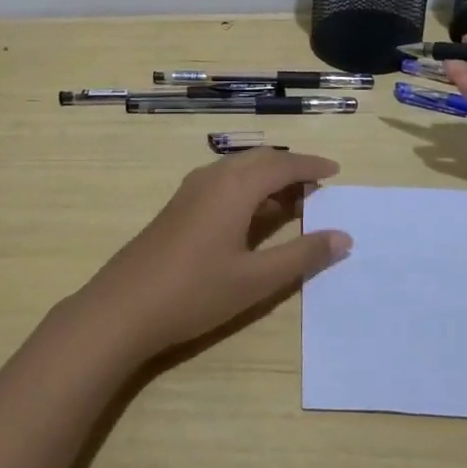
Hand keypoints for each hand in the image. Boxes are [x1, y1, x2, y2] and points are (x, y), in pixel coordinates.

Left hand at [75, 149, 350, 364]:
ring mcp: (191, 190)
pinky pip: (222, 183)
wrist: (123, 307)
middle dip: (291, 168)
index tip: (337, 171)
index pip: (283, 164)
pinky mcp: (178, 206)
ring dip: (268, 179)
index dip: (312, 166)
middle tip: (318, 189)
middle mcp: (213, 177)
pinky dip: (247, 189)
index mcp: (235, 186)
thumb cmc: (195, 291)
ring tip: (293, 203)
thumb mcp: (256, 279)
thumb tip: (343, 237)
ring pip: (239, 170)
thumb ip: (301, 255)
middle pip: (260, 160)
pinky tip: (253, 218)